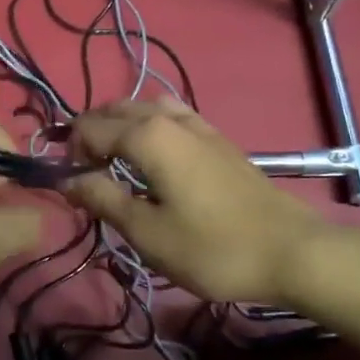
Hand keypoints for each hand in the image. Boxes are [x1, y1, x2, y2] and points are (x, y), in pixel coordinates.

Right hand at [62, 100, 359, 307]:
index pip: (89, 128)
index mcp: (147, 135)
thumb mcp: (147, 232)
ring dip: (119, 127)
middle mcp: (169, 118)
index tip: (69, 184)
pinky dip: (147, 127)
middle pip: (114, 110)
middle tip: (86, 174)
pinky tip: (154, 158)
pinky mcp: (217, 138)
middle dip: (91, 133)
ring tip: (115, 162)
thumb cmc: (213, 246)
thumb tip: (68, 179)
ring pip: (143, 108)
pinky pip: (169, 116)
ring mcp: (198, 124)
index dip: (70, 152)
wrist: (292, 251)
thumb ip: (103, 199)